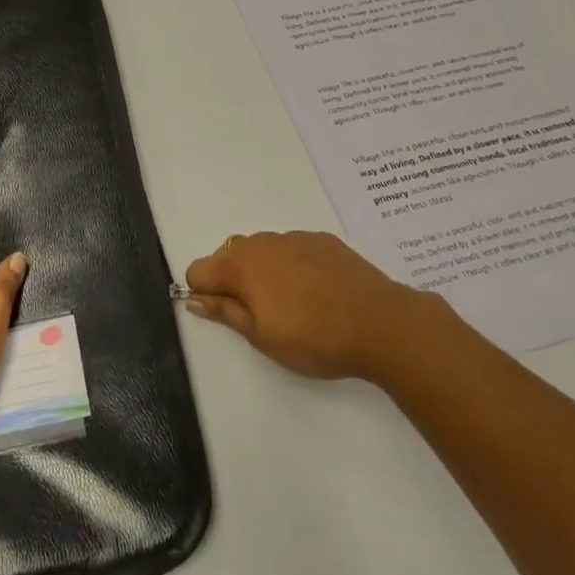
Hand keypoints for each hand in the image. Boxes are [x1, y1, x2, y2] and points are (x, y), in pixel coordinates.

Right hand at [184, 230, 439, 380]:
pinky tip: (317, 292)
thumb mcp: (261, 336)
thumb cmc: (313, 337)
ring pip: (262, 250)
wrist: (381, 322)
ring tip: (292, 305)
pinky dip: (292, 265)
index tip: (227, 316)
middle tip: (260, 315)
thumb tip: (193, 297)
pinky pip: (292, 248)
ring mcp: (294, 237)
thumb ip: (224, 312)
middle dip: (233, 281)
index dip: (205, 294)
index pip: (198, 270)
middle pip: (229, 256)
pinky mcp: (323, 240)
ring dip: (263, 272)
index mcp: (240, 265)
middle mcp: (262, 242)